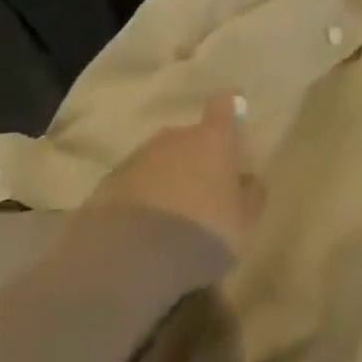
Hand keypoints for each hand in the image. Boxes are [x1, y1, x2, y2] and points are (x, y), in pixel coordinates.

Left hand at [89, 95, 259, 256]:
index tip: (229, 116)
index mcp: (212, 139)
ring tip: (168, 220)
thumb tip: (249, 179)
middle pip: (189, 138)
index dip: (226, 109)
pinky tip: (142, 231)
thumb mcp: (243, 223)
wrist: (136, 255)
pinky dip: (140, 198)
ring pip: (159, 160)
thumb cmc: (204, 232)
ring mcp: (141, 155)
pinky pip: (134, 184)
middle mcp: (176, 136)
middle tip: (199, 194)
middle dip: (193, 159)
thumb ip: (250, 196)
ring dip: (165, 179)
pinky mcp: (112, 181)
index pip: (222, 106)